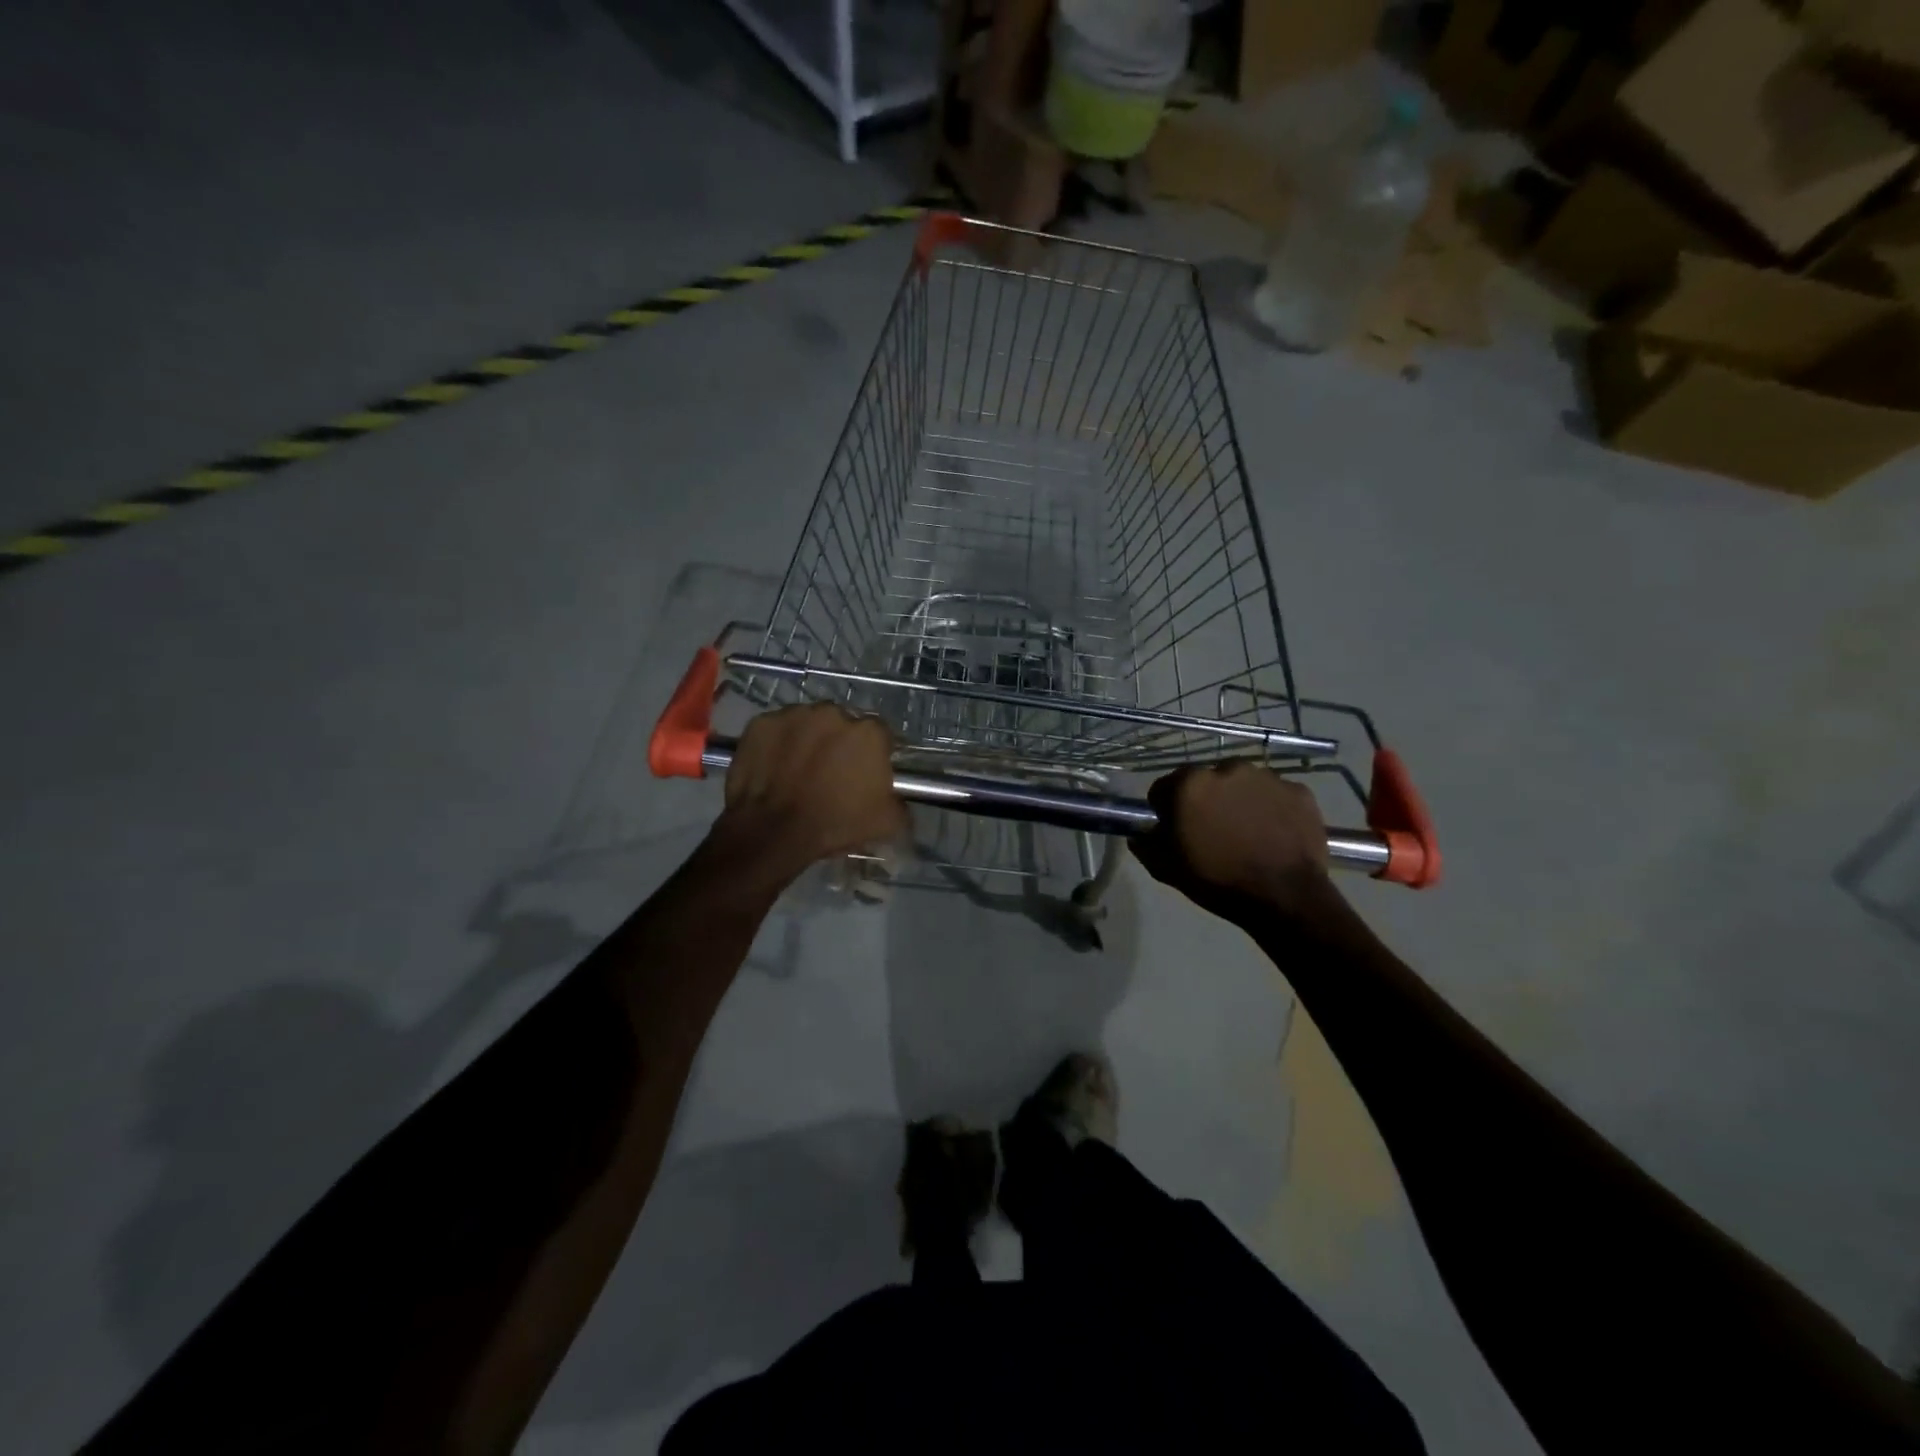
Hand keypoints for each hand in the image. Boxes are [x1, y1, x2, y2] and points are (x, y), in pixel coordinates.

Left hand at [711, 704, 906, 878]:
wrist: (772, 831)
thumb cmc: (834, 824)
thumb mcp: (885, 824)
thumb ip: (901, 805)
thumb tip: (900, 802)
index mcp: (868, 732)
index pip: (879, 735)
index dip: (873, 754)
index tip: (865, 773)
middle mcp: (833, 712)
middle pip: (842, 724)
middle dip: (839, 743)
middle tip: (830, 773)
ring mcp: (794, 714)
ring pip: (808, 723)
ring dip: (807, 740)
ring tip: (798, 770)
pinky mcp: (762, 723)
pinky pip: (776, 730)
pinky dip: (776, 744)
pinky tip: (773, 767)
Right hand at [1131, 761, 1334, 917]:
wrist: (1286, 898)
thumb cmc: (1218, 882)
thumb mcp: (1167, 869)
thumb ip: (1146, 844)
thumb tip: (1141, 833)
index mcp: (1189, 785)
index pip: (1164, 788)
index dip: (1167, 810)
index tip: (1177, 831)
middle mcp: (1227, 768)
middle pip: (1205, 780)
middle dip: (1205, 800)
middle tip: (1213, 832)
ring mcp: (1267, 777)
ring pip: (1241, 784)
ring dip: (1238, 800)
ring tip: (1246, 832)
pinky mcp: (1298, 790)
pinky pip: (1275, 794)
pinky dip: (1271, 808)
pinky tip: (1273, 833)